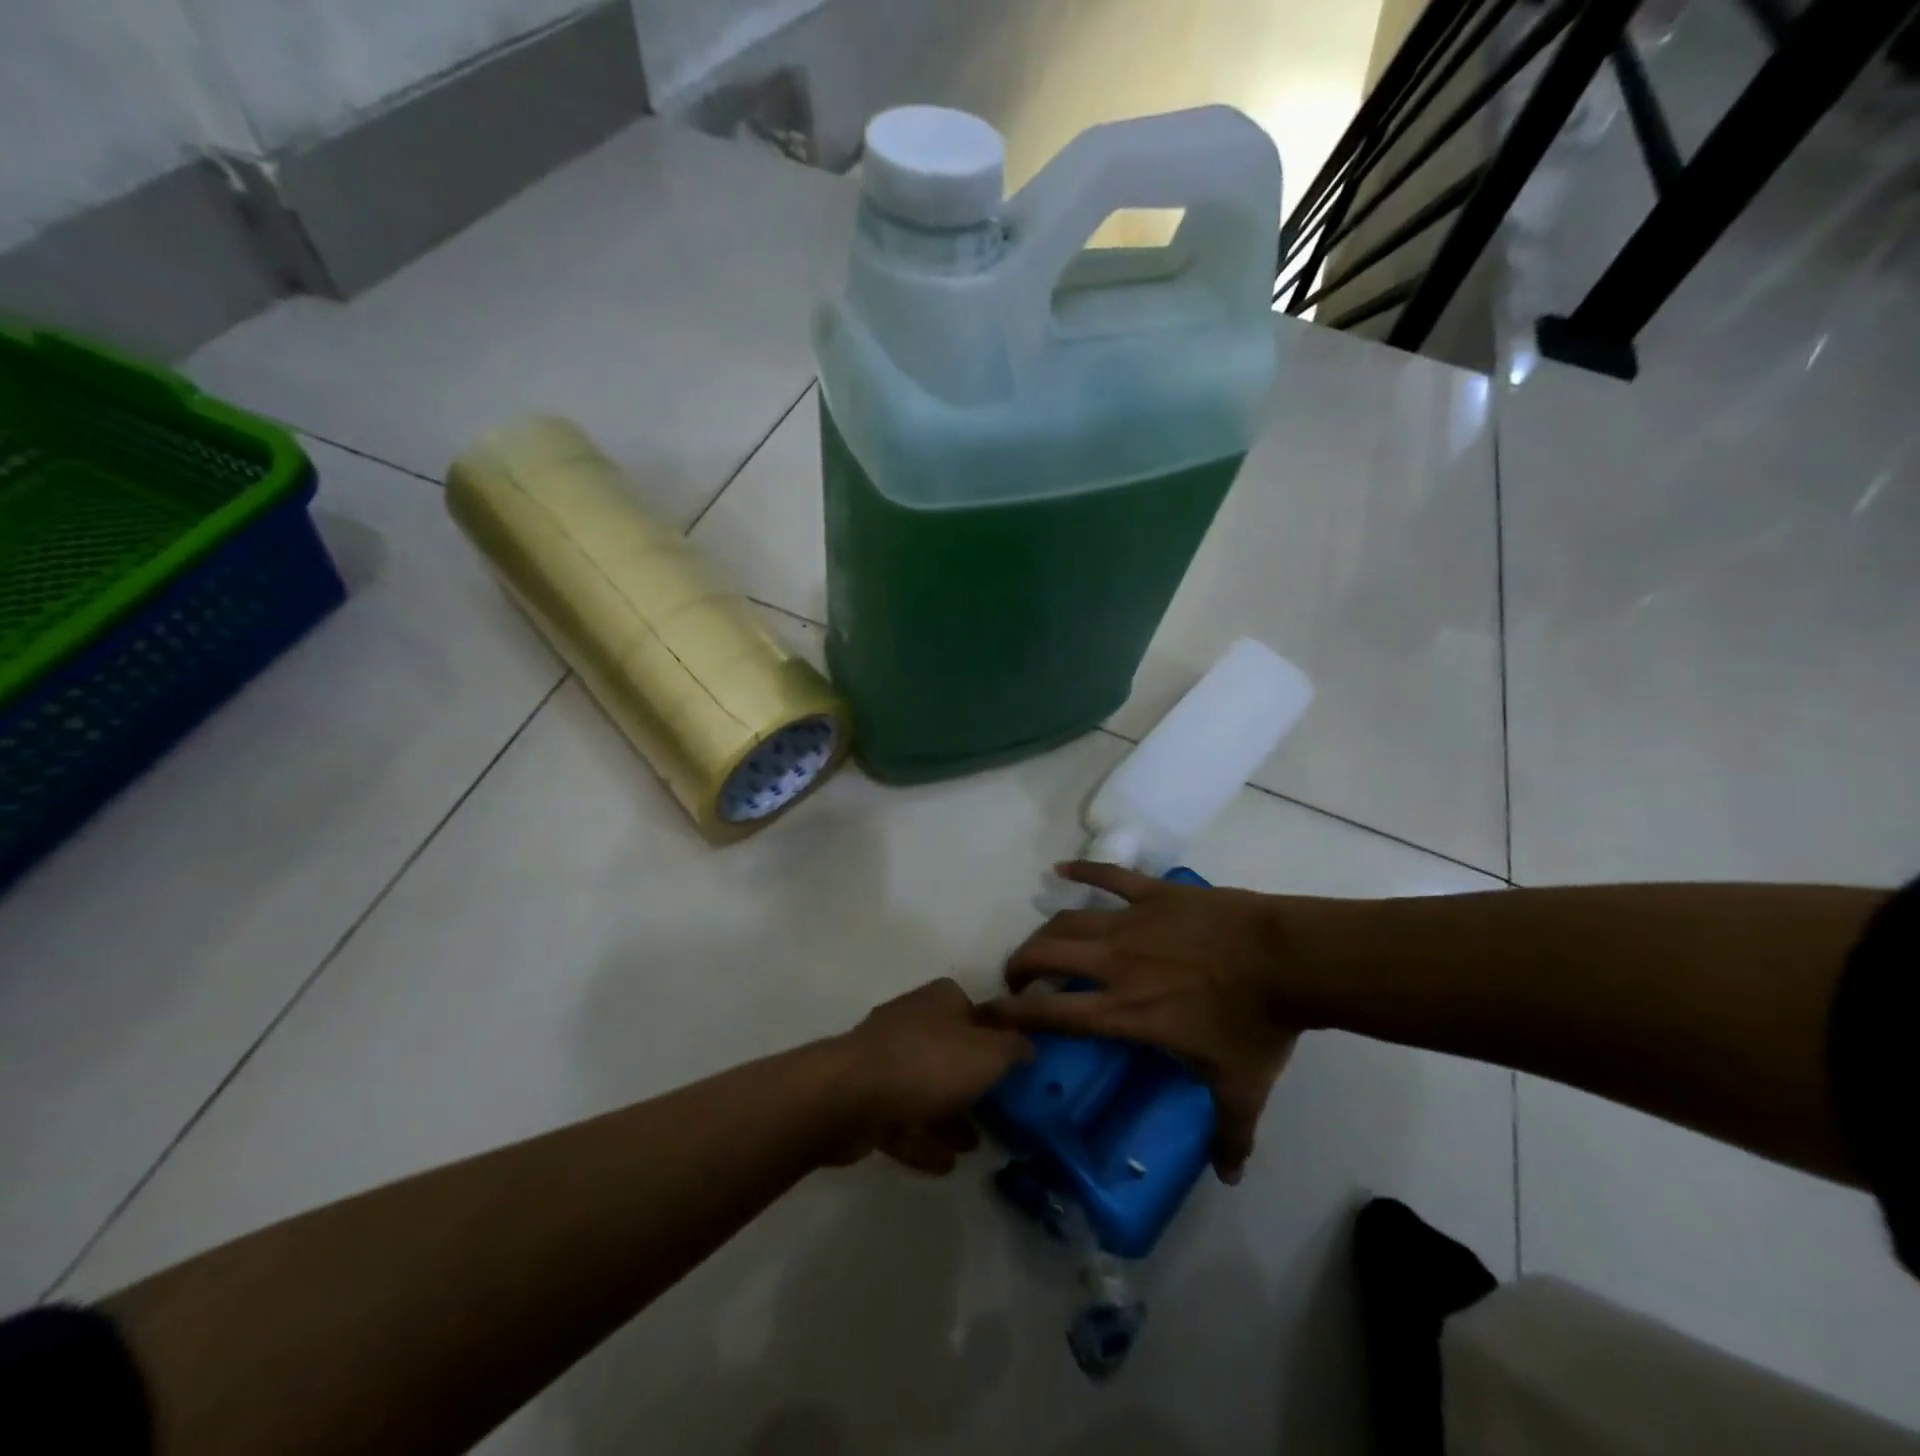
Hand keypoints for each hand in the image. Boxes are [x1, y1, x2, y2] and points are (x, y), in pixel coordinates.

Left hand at [828, 978, 1033, 1174]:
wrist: (850, 1097)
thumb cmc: (928, 1064)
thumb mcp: (987, 1054)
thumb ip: (1013, 1049)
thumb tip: (1028, 1045)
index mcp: (940, 1001)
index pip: (975, 1010)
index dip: (995, 1037)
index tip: (1014, 1068)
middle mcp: (912, 1022)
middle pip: (950, 1051)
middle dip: (973, 1083)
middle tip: (999, 1113)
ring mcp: (885, 1060)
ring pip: (926, 1088)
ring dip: (949, 1116)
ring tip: (975, 1146)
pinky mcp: (866, 1098)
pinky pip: (902, 1119)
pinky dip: (923, 1139)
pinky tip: (945, 1164)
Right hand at [986, 861, 1300, 1182]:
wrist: (1288, 959)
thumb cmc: (1256, 1024)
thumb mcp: (1241, 1087)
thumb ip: (1229, 1135)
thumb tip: (1230, 1178)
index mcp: (1125, 1012)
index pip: (1053, 1013)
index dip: (1012, 1013)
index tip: (987, 1015)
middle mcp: (1115, 965)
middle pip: (1047, 954)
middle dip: (1021, 965)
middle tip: (1019, 977)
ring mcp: (1132, 923)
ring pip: (1069, 920)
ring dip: (1046, 932)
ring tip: (1041, 944)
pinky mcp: (1154, 894)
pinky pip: (1109, 876)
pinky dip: (1082, 871)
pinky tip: (1061, 869)